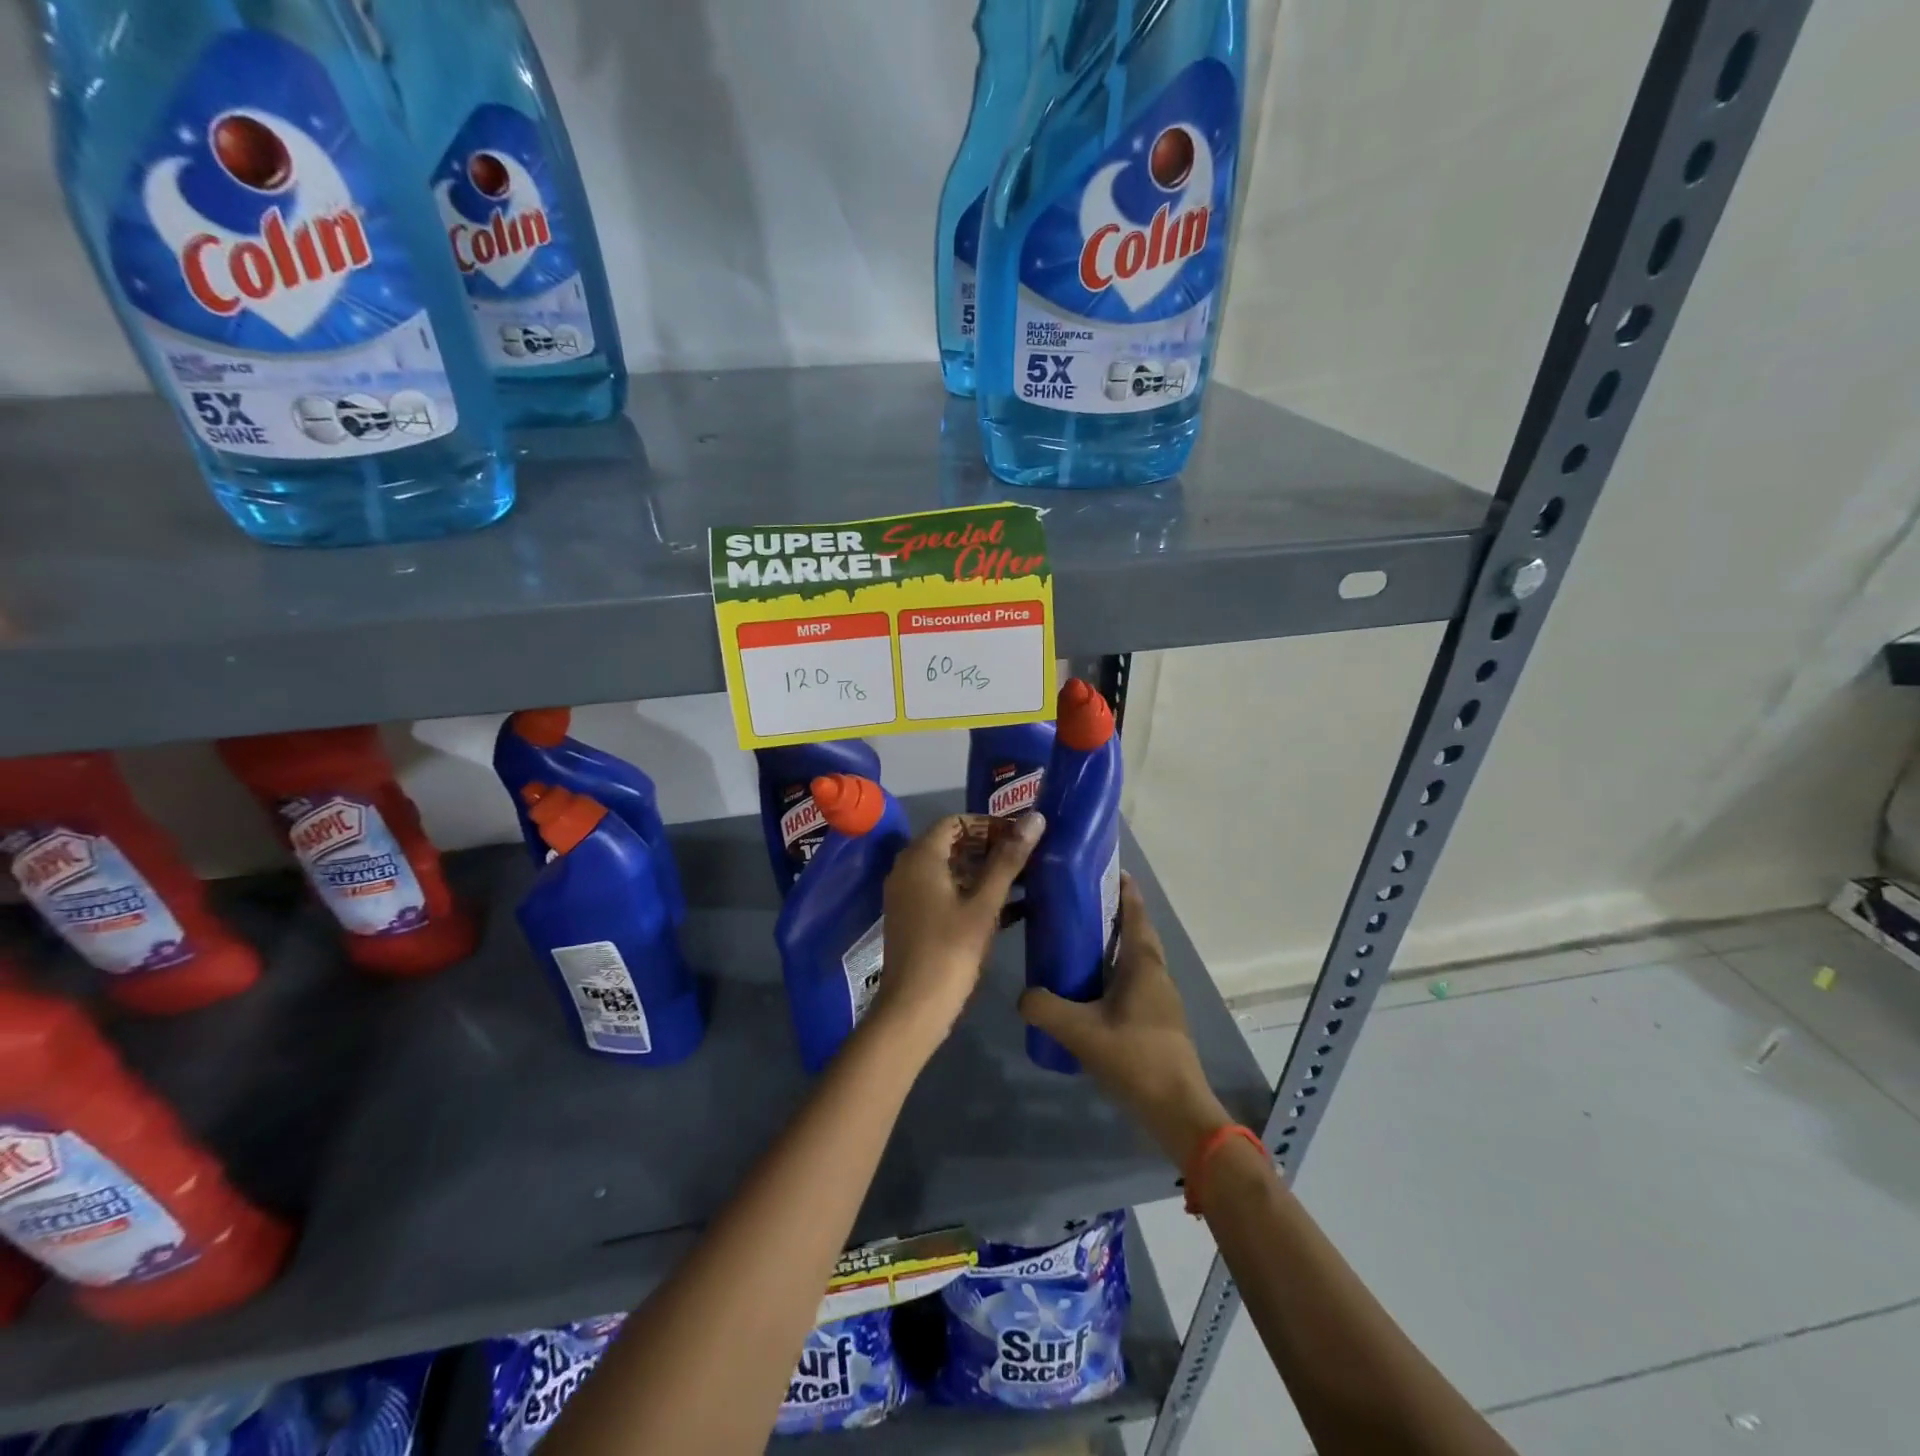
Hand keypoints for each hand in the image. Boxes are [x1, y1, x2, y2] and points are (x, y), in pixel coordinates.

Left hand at [872, 811, 1044, 1052]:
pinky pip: (945, 892)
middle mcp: (908, 869)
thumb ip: (1009, 859)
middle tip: (1027, 857)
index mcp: (920, 857)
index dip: (989, 824)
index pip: (956, 821)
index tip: (1021, 837)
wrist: (914, 1009)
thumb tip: (1036, 818)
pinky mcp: (915, 918)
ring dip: (985, 872)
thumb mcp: (984, 904)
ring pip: (951, 870)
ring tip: (1024, 880)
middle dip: (990, 847)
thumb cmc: (950, 951)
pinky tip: (1010, 908)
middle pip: (952, 843)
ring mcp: (908, 895)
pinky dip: (972, 893)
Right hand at [1019, 873, 1232, 1164]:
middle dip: (1113, 914)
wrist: (1179, 1111)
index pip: (1135, 914)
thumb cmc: (1136, 1059)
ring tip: (1077, 941)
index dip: (1123, 889)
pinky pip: (1134, 982)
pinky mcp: (1158, 1021)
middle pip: (1136, 933)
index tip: (1103, 869)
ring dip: (1113, 945)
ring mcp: (1161, 999)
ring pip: (1136, 959)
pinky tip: (1089, 989)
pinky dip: (1114, 972)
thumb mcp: (1081, 1032)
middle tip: (1078, 904)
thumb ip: (1045, 1008)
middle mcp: (1156, 973)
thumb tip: (1022, 995)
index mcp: (1143, 964)